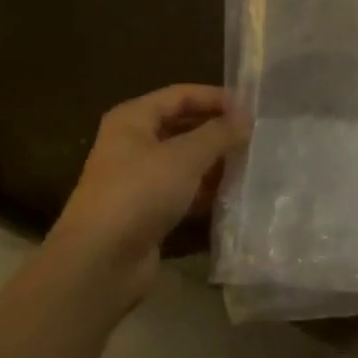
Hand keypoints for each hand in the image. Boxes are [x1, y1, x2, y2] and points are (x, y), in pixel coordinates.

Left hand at [47, 85, 246, 304]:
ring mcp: (139, 181)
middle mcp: (133, 144)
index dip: (215, 98)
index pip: (180, 95)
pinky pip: (183, 194)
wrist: (100, 262)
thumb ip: (218, 134)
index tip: (252, 109)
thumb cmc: (139, 193)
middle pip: (183, 127)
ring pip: (185, 163)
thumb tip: (246, 118)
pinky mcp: (147, 213)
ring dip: (215, 164)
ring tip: (253, 166)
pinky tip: (235, 197)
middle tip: (256, 138)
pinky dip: (206, 194)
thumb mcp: (184, 157)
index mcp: (133, 119)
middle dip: (217, 132)